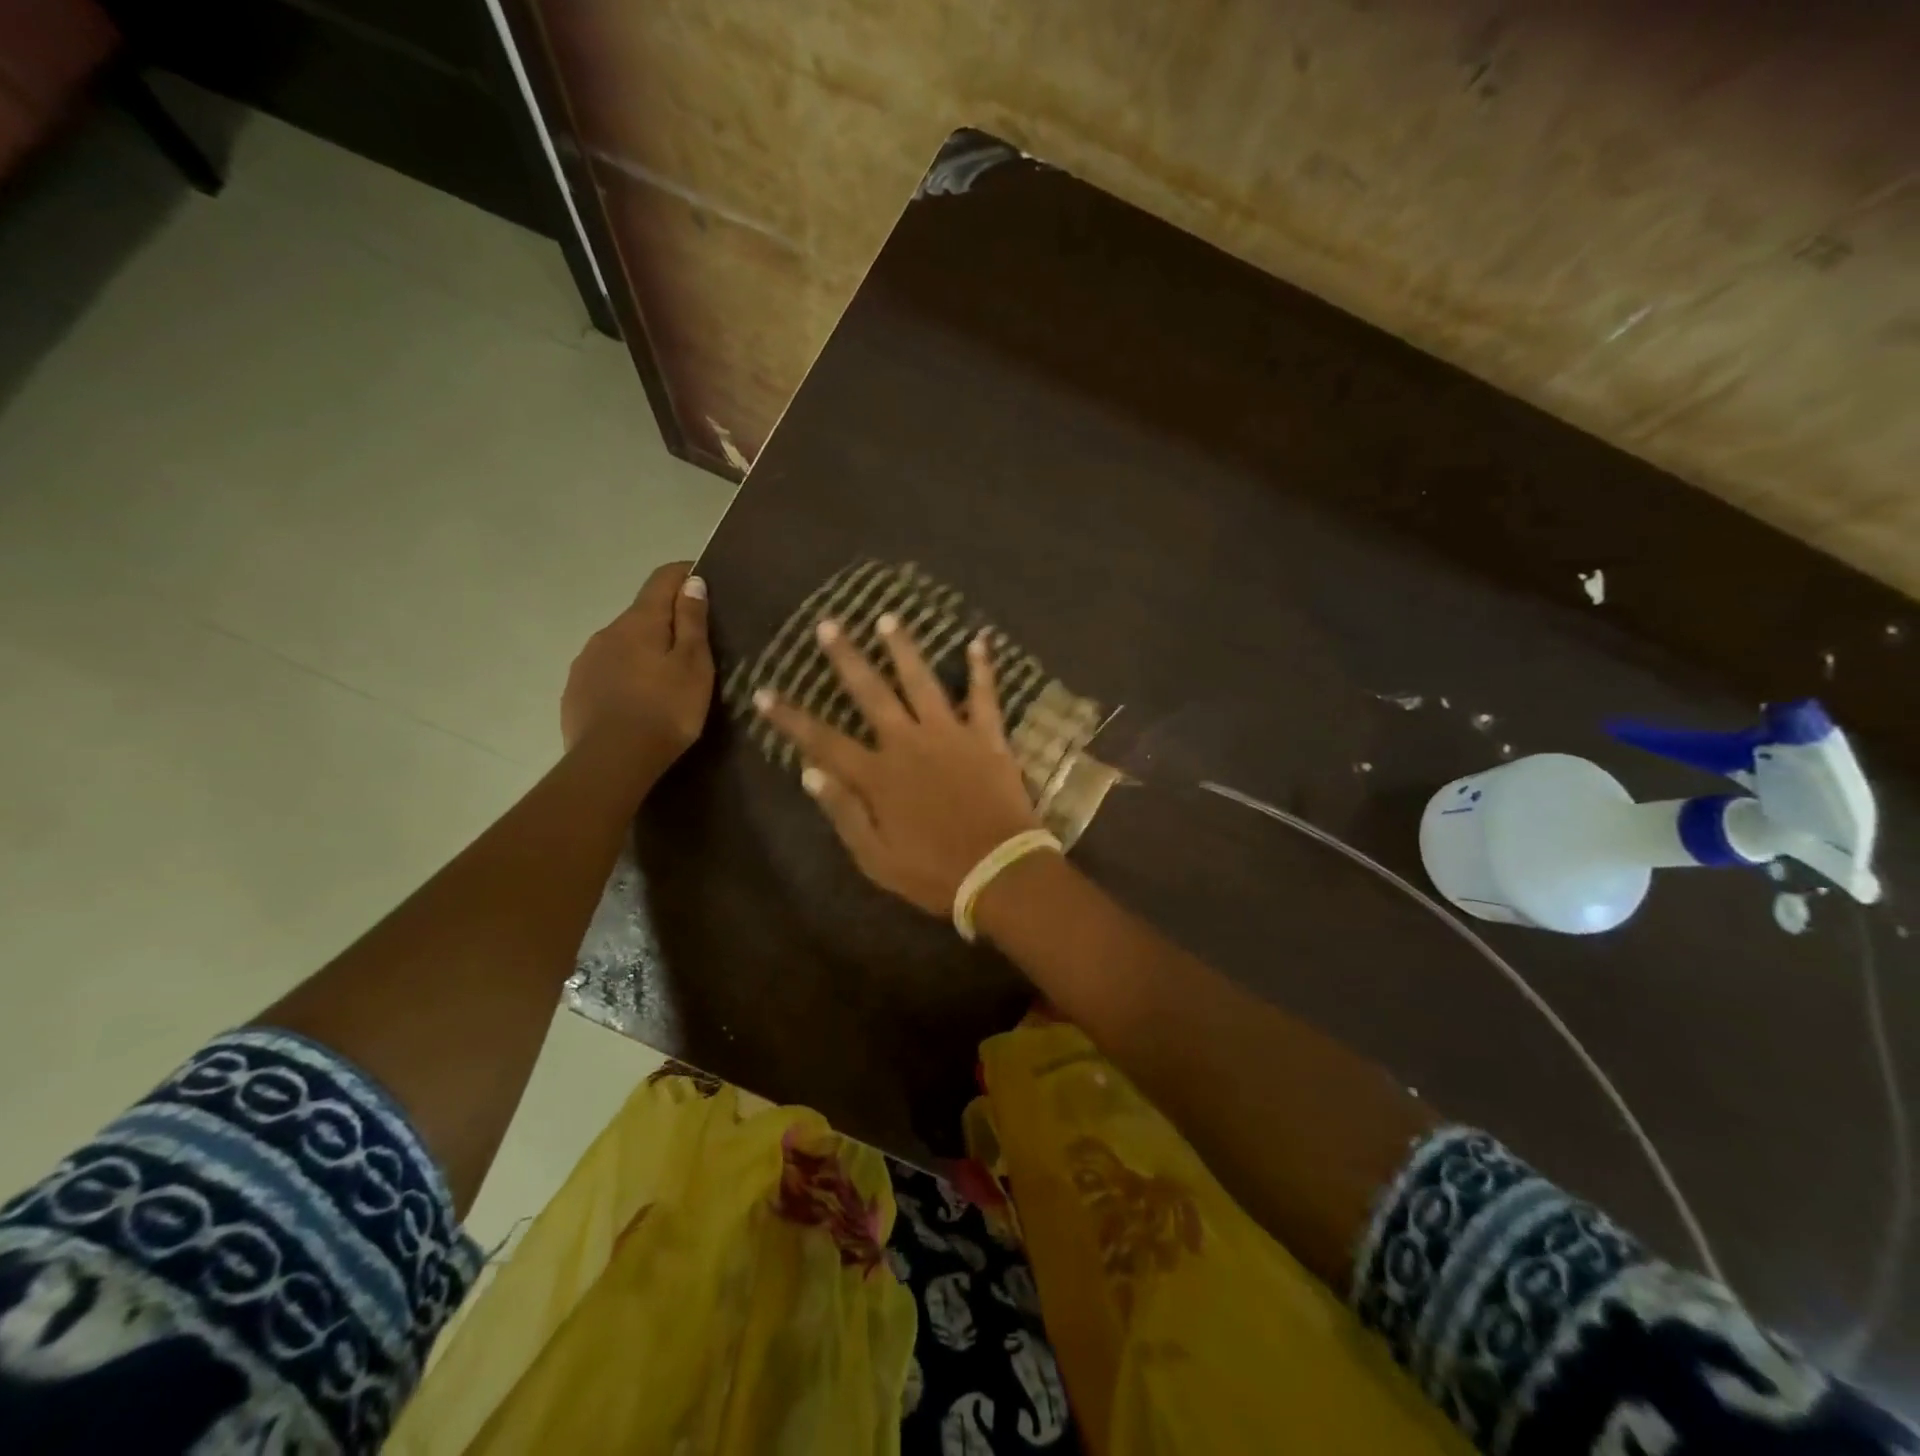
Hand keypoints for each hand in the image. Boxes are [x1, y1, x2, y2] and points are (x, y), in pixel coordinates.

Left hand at [562, 561, 712, 763]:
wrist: (612, 761)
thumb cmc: (666, 710)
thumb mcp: (693, 665)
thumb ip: (692, 622)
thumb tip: (691, 581)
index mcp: (639, 621)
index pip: (662, 580)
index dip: (684, 574)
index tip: (704, 578)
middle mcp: (607, 632)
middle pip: (641, 615)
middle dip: (666, 621)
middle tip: (693, 645)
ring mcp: (586, 661)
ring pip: (622, 644)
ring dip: (643, 651)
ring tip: (665, 678)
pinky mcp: (575, 691)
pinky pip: (606, 671)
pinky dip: (625, 676)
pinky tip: (637, 700)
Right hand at [755, 613, 1042, 917]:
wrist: (999, 873)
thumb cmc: (934, 873)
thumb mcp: (875, 858)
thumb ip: (843, 812)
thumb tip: (809, 772)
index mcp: (878, 775)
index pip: (822, 740)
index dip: (790, 718)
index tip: (764, 692)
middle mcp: (909, 743)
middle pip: (871, 692)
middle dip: (846, 658)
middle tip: (829, 624)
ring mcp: (951, 735)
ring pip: (922, 681)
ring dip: (904, 648)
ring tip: (889, 618)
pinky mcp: (988, 738)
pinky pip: (985, 696)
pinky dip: (983, 669)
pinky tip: (980, 641)